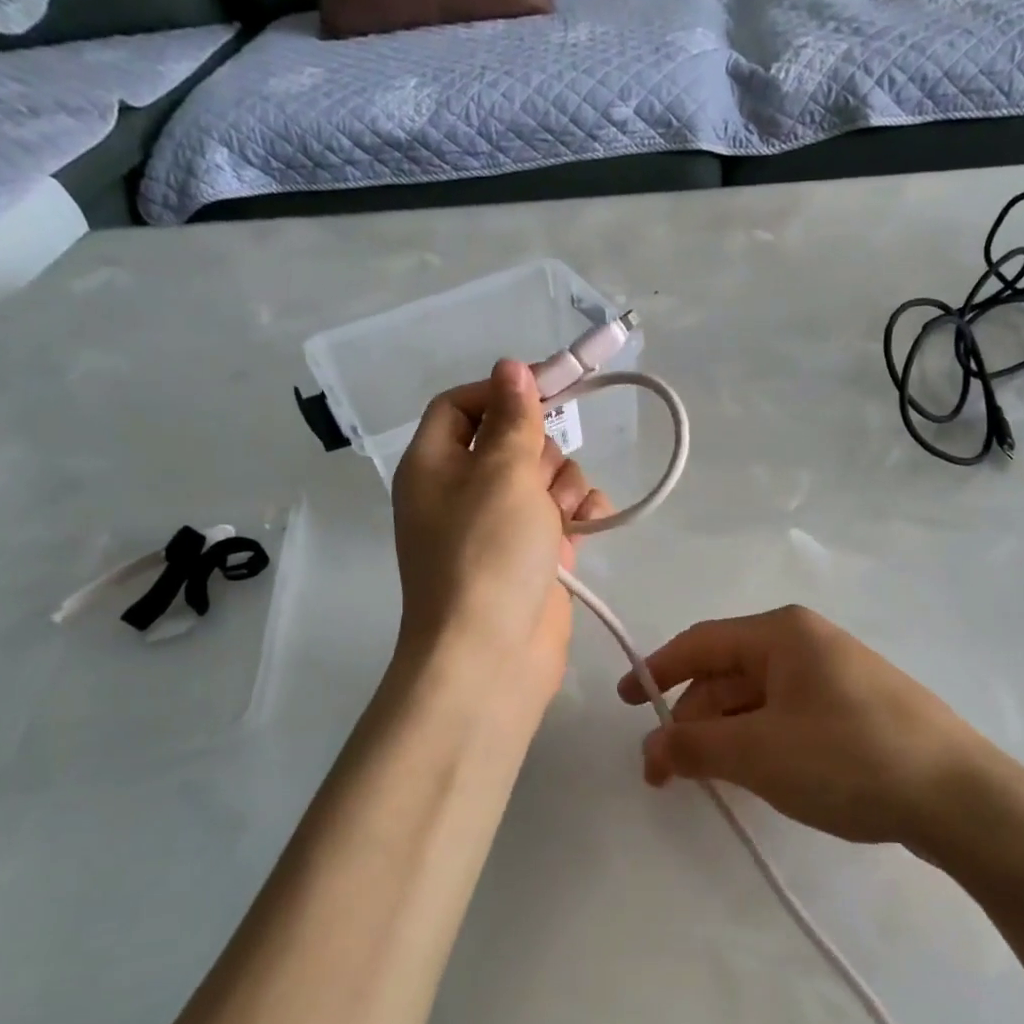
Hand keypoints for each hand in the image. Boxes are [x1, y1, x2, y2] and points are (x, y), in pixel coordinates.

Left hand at [393, 360, 607, 707]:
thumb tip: (511, 367)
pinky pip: (560, 515)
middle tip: (542, 480)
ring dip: (565, 487)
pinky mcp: (531, 556)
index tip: (547, 390)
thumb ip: (513, 417)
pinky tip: (589, 526)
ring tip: (563, 518)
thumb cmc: (488, 553)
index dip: (500, 392)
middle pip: (510, 440)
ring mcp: (498, 527)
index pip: (460, 405)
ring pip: (543, 477)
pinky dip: (578, 516)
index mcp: (434, 465)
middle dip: (541, 451)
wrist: (492, 655)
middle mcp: (461, 492)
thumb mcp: (501, 472)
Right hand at [617, 606, 1010, 848]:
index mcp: (782, 633)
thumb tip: (649, 749)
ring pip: (758, 699)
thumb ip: (694, 747)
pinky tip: (758, 777)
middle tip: (669, 773)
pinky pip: (788, 716)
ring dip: (726, 736)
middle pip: (728, 674)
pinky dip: (760, 742)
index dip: (655, 671)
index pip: (700, 643)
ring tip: (711, 782)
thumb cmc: (848, 759)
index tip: (625, 705)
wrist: (962, 799)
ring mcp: (836, 675)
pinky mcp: (856, 709)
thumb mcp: (759, 754)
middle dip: (693, 720)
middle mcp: (807, 642)